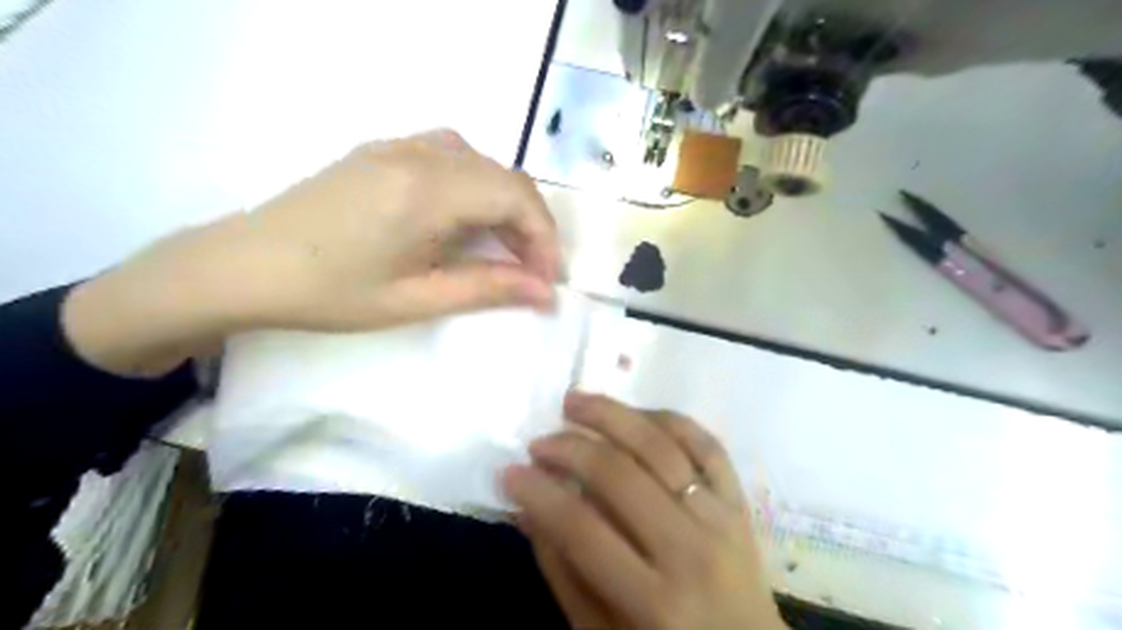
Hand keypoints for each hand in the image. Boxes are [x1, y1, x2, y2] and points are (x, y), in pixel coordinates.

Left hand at [60, 128, 556, 374]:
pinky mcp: (382, 150)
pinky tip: (463, 217)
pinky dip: (475, 187)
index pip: (516, 196)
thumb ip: (487, 289)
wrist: (244, 265)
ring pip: (481, 163)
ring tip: (501, 248)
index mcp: (428, 190)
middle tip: (528, 272)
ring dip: (503, 204)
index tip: (545, 280)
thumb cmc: (330, 293)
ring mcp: (399, 145)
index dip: (544, 237)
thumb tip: (545, 293)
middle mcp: (420, 153)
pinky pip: (451, 156)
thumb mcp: (415, 299)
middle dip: (529, 225)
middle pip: (505, 177)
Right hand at [505, 393, 781, 628]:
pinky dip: (668, 419)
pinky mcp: (739, 500)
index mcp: (653, 601)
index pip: (583, 529)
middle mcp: (690, 550)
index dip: (540, 494)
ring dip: (613, 416)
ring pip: (662, 447)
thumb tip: (527, 510)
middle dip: (570, 449)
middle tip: (539, 442)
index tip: (510, 472)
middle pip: (621, 476)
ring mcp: (720, 518)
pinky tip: (635, 414)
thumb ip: (564, 574)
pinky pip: (706, 444)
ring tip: (575, 402)